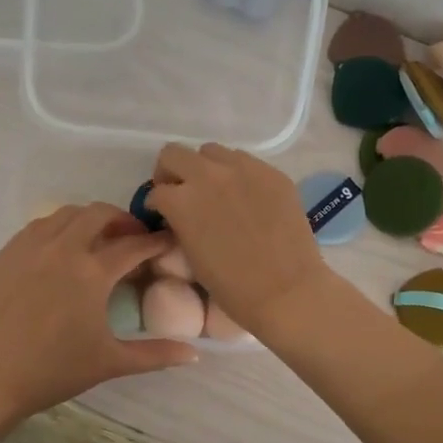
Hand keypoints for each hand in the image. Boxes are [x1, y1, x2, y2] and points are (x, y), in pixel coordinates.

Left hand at [0, 203, 198, 421]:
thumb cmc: (53, 371)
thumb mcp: (110, 362)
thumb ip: (155, 354)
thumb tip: (195, 354)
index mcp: (92, 272)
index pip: (134, 245)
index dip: (156, 241)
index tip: (168, 241)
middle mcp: (63, 248)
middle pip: (99, 214)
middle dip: (122, 219)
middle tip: (132, 237)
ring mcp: (29, 247)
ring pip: (65, 214)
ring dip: (88, 219)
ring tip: (97, 238)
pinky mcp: (5, 254)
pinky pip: (37, 227)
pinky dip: (57, 229)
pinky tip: (59, 249)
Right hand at [145, 144, 329, 334]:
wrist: (286, 290)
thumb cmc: (232, 286)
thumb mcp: (191, 254)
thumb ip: (180, 223)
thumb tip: (179, 214)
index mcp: (181, 201)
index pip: (156, 190)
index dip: (156, 204)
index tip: (163, 214)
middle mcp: (207, 175)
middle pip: (174, 154)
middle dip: (171, 172)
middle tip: (180, 191)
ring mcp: (243, 169)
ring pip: (211, 151)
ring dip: (205, 168)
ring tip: (215, 190)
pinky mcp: (271, 172)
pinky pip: (245, 161)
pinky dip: (237, 173)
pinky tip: (245, 196)